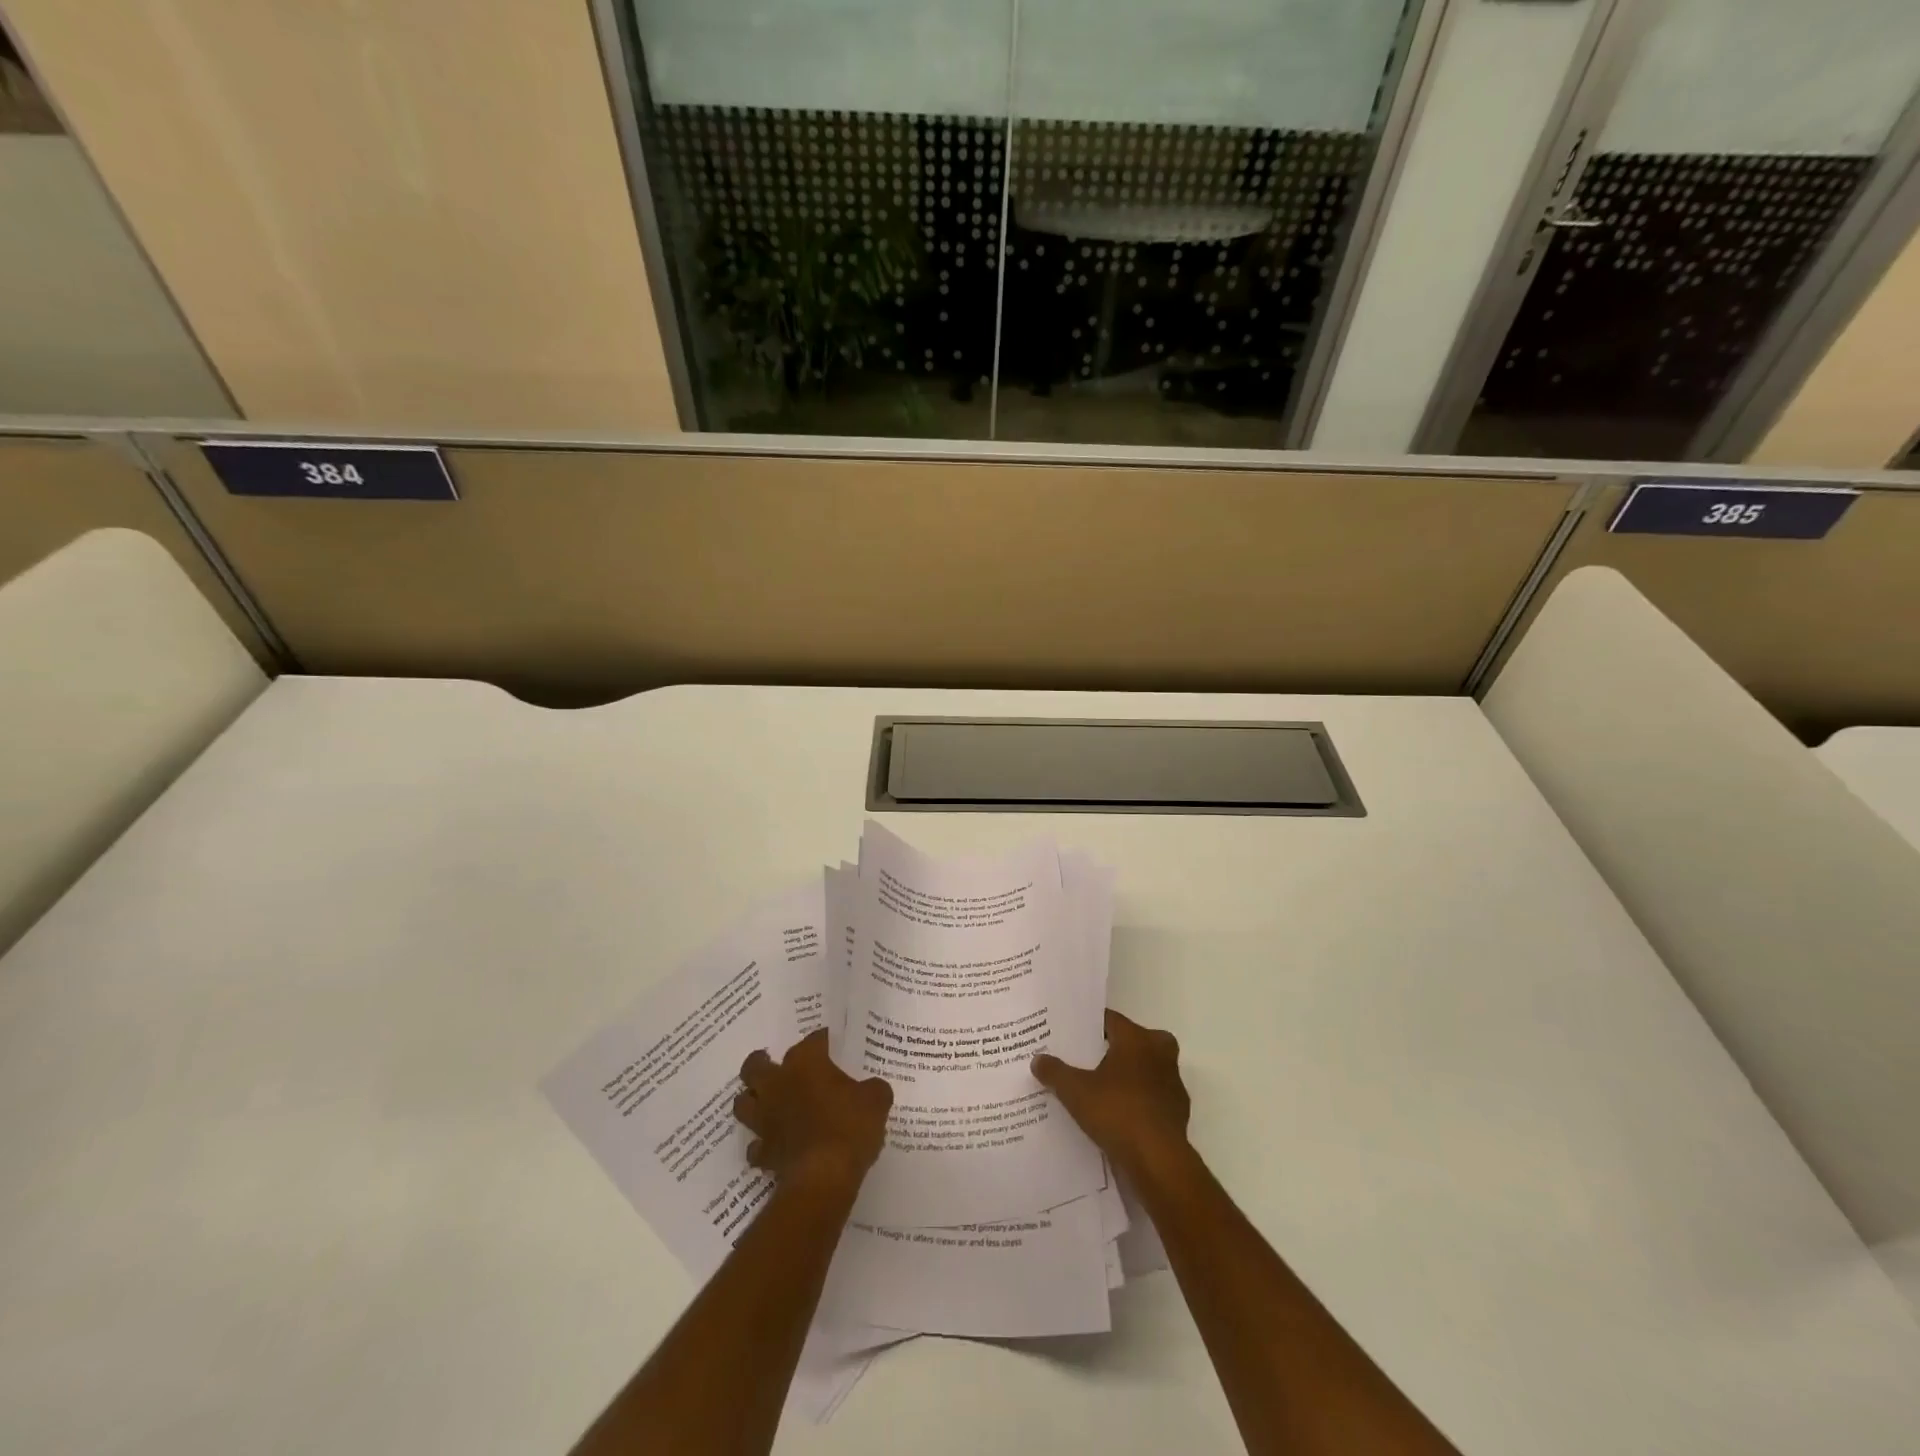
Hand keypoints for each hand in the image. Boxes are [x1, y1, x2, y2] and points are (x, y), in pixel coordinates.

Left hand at [734, 1029, 892, 1192]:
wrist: (824, 1177)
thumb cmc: (850, 1126)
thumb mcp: (876, 1100)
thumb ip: (873, 1088)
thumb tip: (873, 1089)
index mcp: (805, 1062)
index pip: (813, 1039)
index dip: (823, 1040)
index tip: (832, 1044)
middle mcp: (778, 1084)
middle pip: (755, 1066)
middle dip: (762, 1063)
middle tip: (775, 1065)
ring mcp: (765, 1119)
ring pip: (743, 1102)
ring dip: (752, 1101)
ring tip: (766, 1102)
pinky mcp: (763, 1152)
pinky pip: (755, 1145)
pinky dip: (762, 1144)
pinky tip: (776, 1145)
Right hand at [1033, 1009, 1191, 1179]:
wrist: (1158, 1161)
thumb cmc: (1117, 1112)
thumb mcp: (1075, 1091)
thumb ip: (1055, 1072)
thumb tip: (1038, 1059)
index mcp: (1137, 1038)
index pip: (1111, 1020)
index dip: (1090, 1026)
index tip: (1072, 1033)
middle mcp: (1159, 1053)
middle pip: (1132, 1041)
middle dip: (1112, 1048)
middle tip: (1086, 1058)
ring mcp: (1172, 1082)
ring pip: (1145, 1069)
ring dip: (1128, 1076)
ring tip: (1099, 1088)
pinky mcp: (1177, 1111)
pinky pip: (1152, 1096)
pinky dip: (1138, 1101)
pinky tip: (1117, 1115)